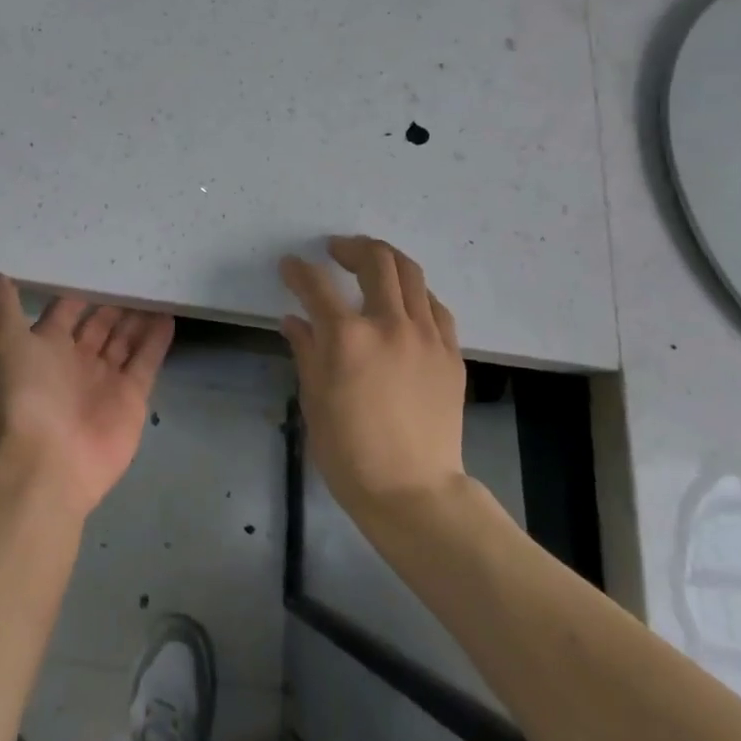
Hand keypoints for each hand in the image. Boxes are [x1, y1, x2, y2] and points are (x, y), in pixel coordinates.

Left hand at [0, 275, 174, 517]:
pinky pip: (147, 360)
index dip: (80, 290)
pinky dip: (157, 339)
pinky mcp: (132, 396)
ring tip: (156, 286)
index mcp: (47, 348)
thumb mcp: (8, 344)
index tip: (98, 262)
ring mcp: (106, 379)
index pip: (66, 311)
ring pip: (125, 339)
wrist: (50, 462)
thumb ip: (5, 308)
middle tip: (136, 270)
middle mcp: (77, 361)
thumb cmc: (28, 396)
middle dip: (114, 301)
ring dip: (138, 316)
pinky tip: (169, 314)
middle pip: (100, 324)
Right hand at [280, 237, 467, 521]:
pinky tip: (405, 302)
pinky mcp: (450, 353)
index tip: (289, 266)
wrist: (413, 492)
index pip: (316, 285)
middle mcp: (389, 324)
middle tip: (336, 252)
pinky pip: (435, 306)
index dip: (297, 270)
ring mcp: (426, 336)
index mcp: (347, 337)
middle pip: (375, 261)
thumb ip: (306, 350)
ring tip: (371, 264)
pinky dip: (415, 293)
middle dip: (350, 247)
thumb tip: (295, 320)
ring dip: (386, 259)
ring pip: (411, 273)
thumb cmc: (350, 452)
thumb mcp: (314, 399)